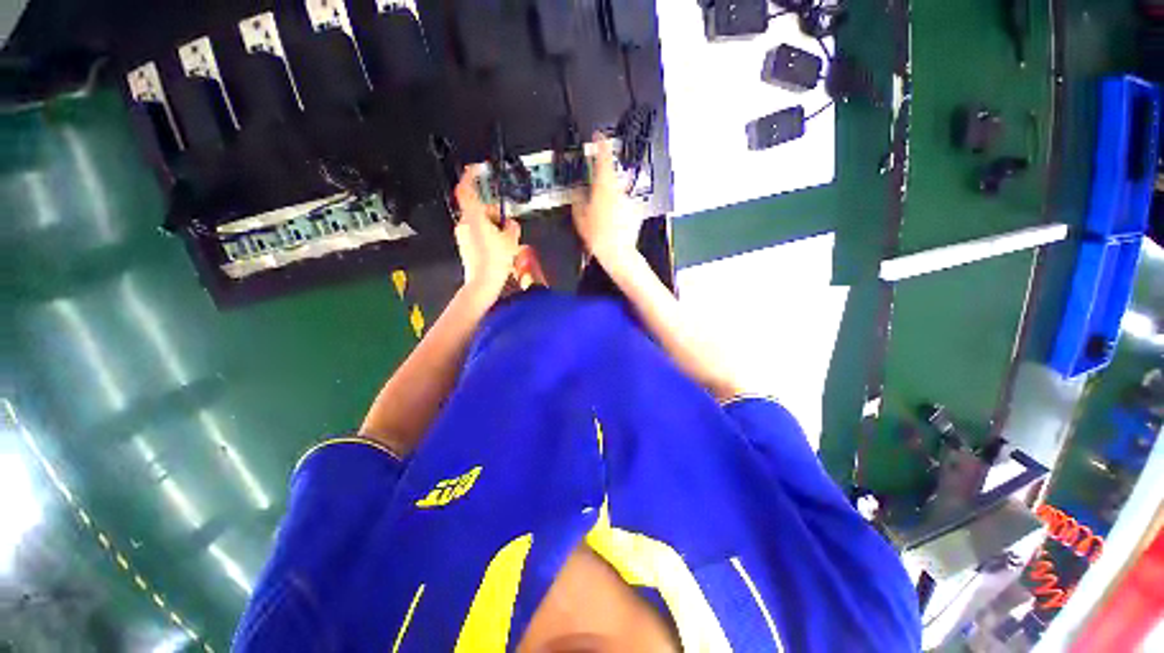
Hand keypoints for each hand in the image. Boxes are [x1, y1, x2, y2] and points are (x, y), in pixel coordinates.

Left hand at [454, 165, 521, 298]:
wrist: (483, 283)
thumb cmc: (495, 261)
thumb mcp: (511, 240)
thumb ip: (512, 226)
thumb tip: (511, 223)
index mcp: (474, 218)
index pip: (466, 189)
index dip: (470, 176)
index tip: (477, 169)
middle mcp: (464, 224)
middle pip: (479, 208)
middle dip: (494, 213)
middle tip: (507, 225)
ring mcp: (462, 235)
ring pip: (478, 222)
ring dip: (491, 225)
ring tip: (505, 241)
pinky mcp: (464, 245)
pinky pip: (476, 233)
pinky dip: (487, 235)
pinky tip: (497, 248)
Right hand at [572, 133, 642, 269]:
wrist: (618, 252)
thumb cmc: (598, 236)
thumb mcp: (580, 218)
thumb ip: (578, 200)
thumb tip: (578, 193)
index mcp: (604, 187)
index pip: (604, 157)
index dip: (601, 143)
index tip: (599, 136)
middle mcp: (619, 190)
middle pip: (610, 175)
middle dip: (602, 179)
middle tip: (594, 189)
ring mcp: (628, 200)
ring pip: (617, 191)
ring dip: (609, 196)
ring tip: (602, 213)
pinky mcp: (635, 210)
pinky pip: (623, 203)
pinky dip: (618, 208)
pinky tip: (612, 220)